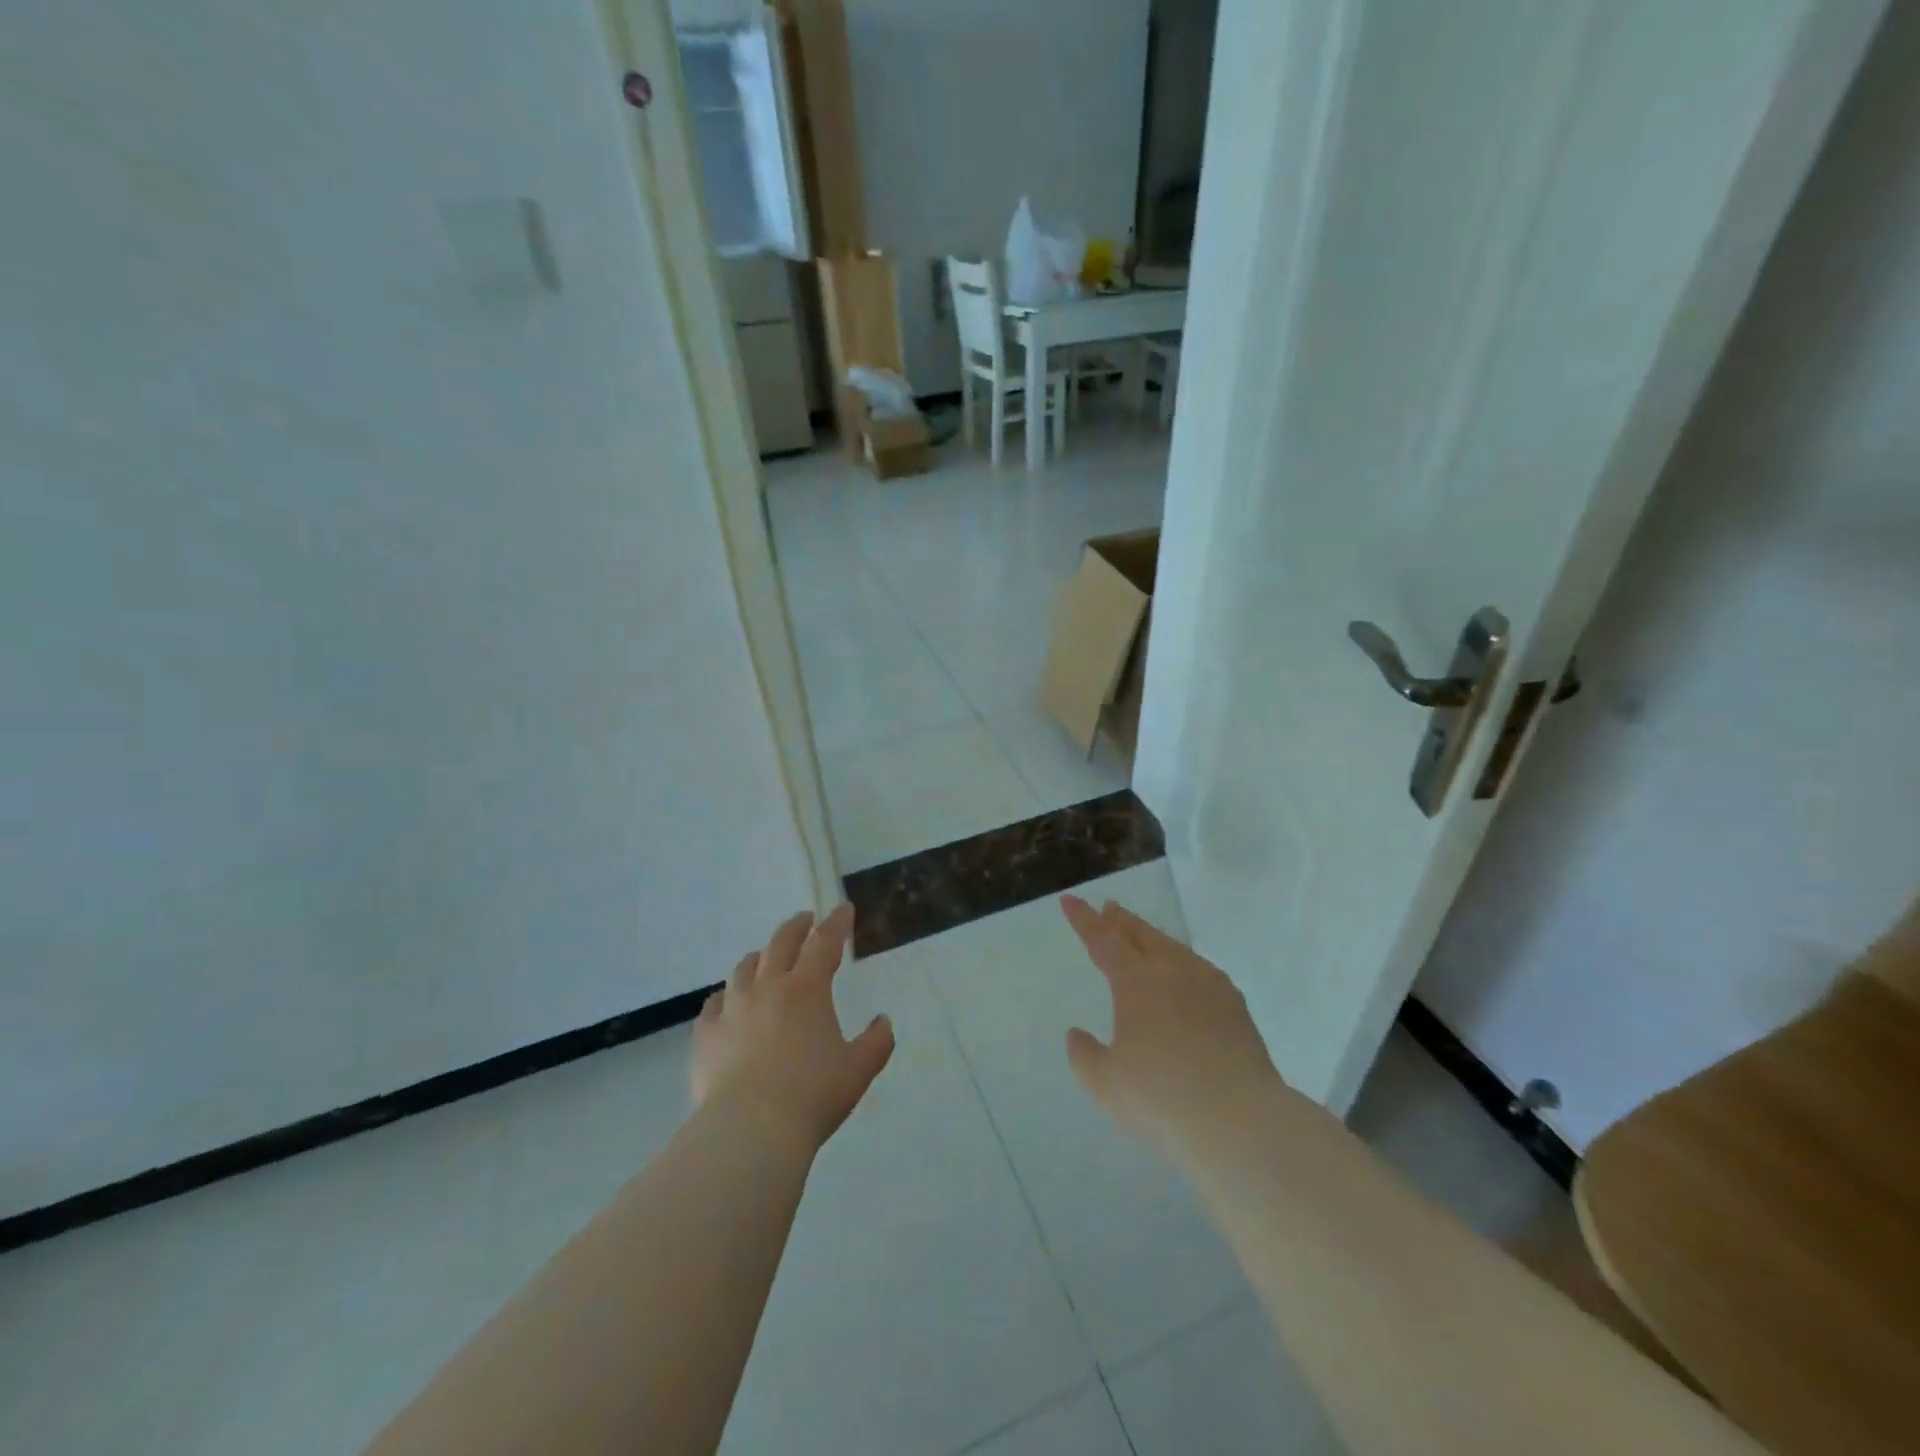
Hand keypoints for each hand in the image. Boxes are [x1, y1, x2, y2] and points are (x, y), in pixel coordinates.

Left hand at [691, 904, 894, 1148]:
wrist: (749, 1130)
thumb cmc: (812, 1095)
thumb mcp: (858, 1070)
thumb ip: (876, 1042)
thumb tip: (883, 1021)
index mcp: (807, 989)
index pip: (825, 943)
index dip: (837, 923)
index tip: (843, 909)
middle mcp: (768, 988)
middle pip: (781, 943)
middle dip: (797, 927)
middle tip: (806, 920)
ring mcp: (732, 1009)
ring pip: (744, 968)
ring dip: (761, 956)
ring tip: (766, 957)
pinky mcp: (706, 1035)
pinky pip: (714, 1004)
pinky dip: (725, 995)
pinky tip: (727, 1000)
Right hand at [1060, 895, 1282, 1160]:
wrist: (1240, 1120)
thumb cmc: (1162, 1099)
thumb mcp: (1106, 1084)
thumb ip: (1084, 1056)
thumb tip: (1076, 1035)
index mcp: (1135, 982)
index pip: (1102, 940)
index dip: (1083, 919)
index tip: (1069, 900)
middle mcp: (1171, 971)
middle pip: (1141, 934)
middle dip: (1120, 920)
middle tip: (1107, 908)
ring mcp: (1208, 984)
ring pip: (1173, 947)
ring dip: (1151, 936)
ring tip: (1141, 935)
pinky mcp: (1234, 1005)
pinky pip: (1199, 968)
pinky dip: (1180, 960)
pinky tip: (1184, 973)